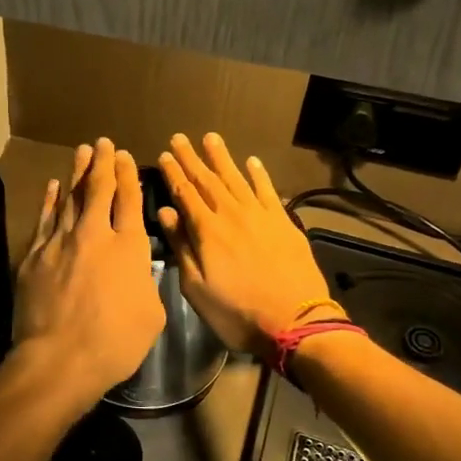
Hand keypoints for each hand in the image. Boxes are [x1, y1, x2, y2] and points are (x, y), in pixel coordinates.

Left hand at [13, 138, 166, 407]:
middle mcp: (94, 235)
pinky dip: (51, 199)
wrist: (59, 358)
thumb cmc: (114, 343)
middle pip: (98, 189)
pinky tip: (55, 186)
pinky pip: (46, 218)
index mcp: (128, 248)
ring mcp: (61, 241)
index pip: (129, 200)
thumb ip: (145, 282)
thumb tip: (136, 268)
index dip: (128, 176)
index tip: (125, 157)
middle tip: (103, 143)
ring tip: (82, 151)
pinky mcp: (35, 254)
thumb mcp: (151, 315)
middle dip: (103, 163)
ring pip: (71, 197)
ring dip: (77, 172)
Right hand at [157, 132, 337, 362]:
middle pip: (208, 180)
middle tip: (179, 137)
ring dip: (222, 157)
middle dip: (192, 158)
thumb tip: (166, 212)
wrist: (295, 322)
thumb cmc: (237, 312)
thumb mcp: (197, 288)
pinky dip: (259, 174)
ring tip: (210, 137)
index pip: (185, 193)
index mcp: (207, 231)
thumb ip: (181, 247)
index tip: (164, 154)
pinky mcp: (283, 222)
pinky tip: (252, 161)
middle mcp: (232, 214)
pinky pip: (268, 191)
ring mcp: (260, 216)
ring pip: (236, 178)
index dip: (173, 173)